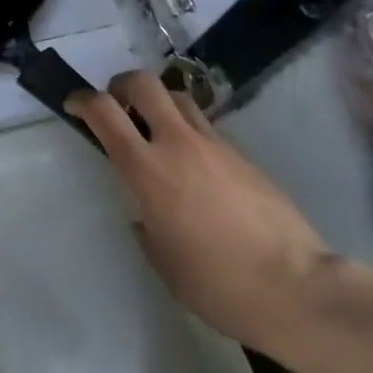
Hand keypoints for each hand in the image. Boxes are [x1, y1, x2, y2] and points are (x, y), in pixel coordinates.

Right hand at [68, 72, 337, 349]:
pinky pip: (205, 126)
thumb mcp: (164, 262)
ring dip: (158, 103)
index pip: (104, 112)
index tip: (74, 105)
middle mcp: (178, 143)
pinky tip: (194, 165)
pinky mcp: (242, 154)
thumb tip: (147, 213)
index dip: (82, 100)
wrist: (298, 290)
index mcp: (148, 170)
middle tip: (117, 106)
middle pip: (144, 83)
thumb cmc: (219, 285)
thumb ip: (146, 225)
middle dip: (122, 85)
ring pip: (177, 97)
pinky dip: (188, 130)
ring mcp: (214, 144)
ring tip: (155, 130)